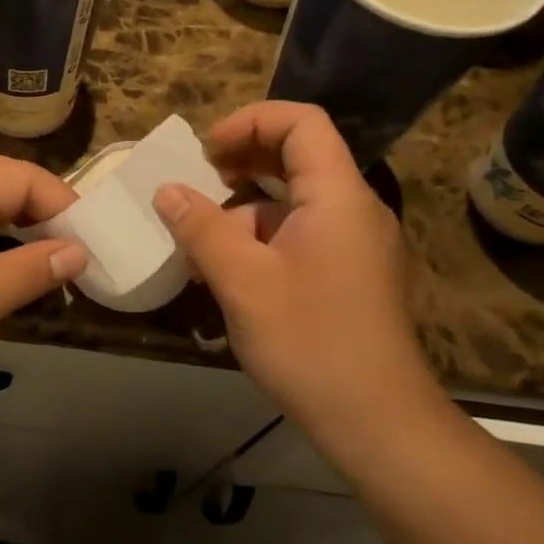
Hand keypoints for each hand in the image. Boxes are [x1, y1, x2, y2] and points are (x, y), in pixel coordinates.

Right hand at [154, 102, 434, 427]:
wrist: (377, 422)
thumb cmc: (309, 341)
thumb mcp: (242, 281)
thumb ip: (201, 228)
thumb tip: (167, 191)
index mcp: (338, 196)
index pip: (301, 122)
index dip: (249, 121)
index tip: (206, 152)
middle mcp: (354, 209)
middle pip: (299, 156)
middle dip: (243, 160)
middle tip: (199, 181)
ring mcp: (356, 244)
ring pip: (295, 201)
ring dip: (246, 207)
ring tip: (201, 237)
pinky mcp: (350, 275)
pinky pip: (302, 234)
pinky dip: (262, 238)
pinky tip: (229, 272)